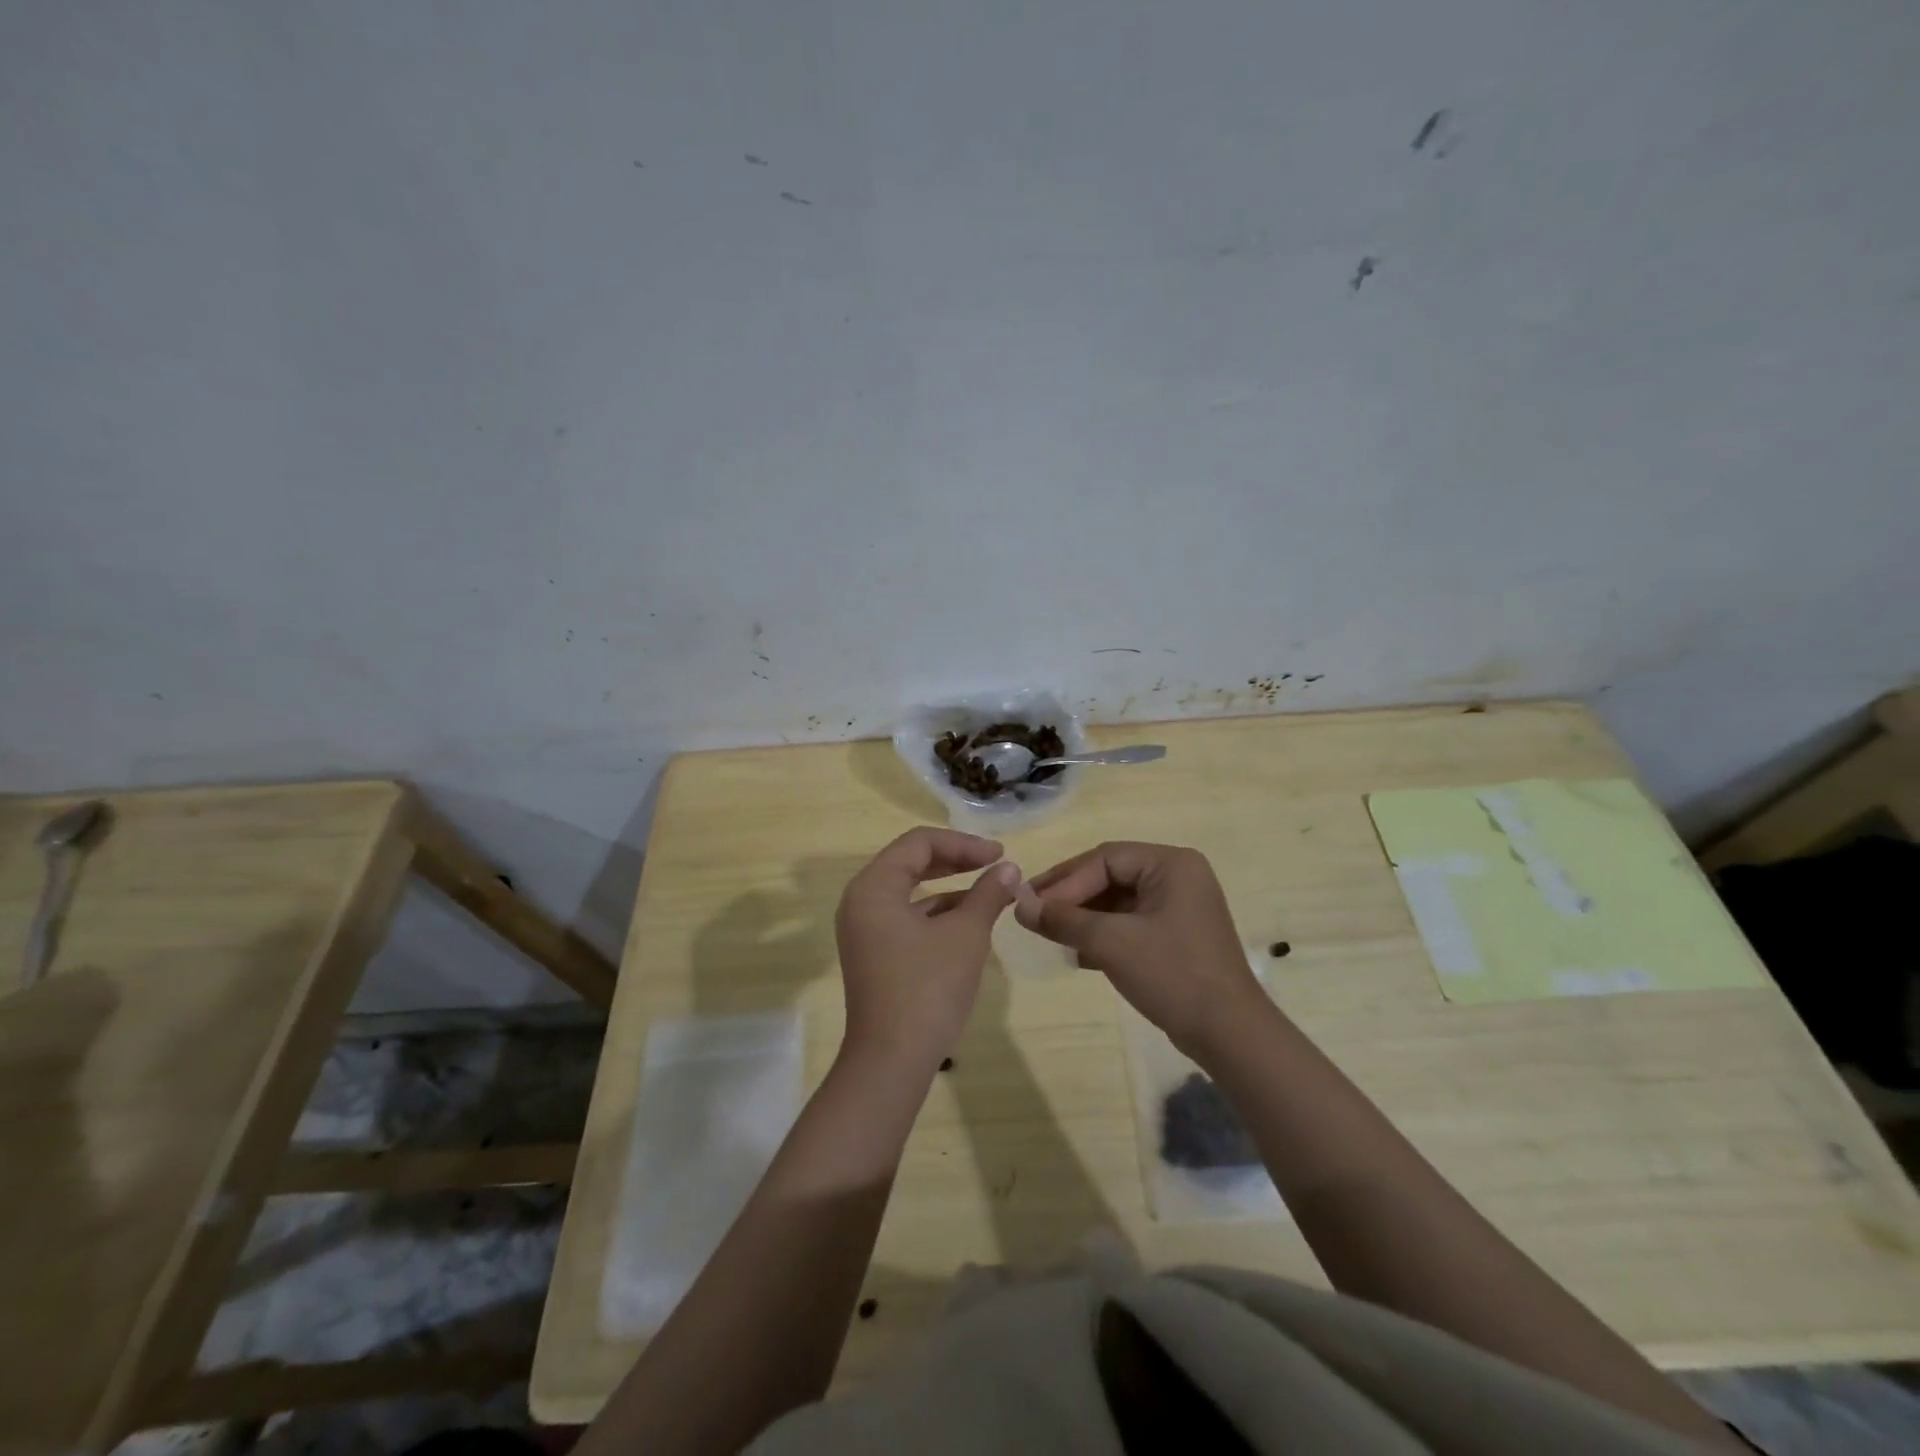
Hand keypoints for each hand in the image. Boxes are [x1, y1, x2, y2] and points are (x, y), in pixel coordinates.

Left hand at [834, 828, 1020, 1076]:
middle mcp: (861, 901)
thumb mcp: (966, 934)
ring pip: (910, 891)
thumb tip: (1009, 869)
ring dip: (950, 887)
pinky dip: (937, 912)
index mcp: (873, 887)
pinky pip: (906, 917)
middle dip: (956, 860)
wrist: (892, 1061)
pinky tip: (969, 921)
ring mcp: (864, 930)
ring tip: (990, 892)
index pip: (919, 843)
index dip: (963, 843)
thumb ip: (987, 894)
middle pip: (911, 862)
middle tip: (996, 864)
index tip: (1000, 854)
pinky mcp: (874, 953)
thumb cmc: (928, 988)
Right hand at [1015, 841, 1264, 1060]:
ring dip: (1083, 917)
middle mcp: (1178, 876)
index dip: (1064, 880)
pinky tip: (1076, 953)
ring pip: (1118, 901)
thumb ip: (1063, 919)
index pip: (1104, 859)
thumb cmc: (1172, 975)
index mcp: (1171, 864)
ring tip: (1049, 933)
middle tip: (1032, 912)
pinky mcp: (1177, 936)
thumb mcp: (1111, 943)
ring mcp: (1180, 907)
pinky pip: (1131, 922)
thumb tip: (1019, 905)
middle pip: (1110, 876)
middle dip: (1071, 897)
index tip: (1030, 903)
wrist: (1229, 1034)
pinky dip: (1103, 934)